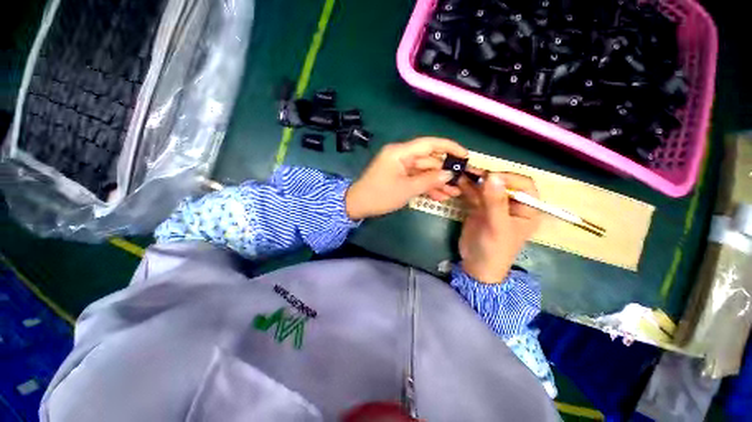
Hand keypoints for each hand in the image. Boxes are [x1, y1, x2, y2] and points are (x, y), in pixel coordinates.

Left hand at [345, 137, 467, 219]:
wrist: (357, 205)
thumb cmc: (380, 195)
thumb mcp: (406, 189)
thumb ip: (429, 180)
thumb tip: (448, 174)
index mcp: (400, 152)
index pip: (429, 144)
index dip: (449, 147)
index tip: (465, 155)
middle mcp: (401, 156)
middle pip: (428, 160)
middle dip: (444, 172)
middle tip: (461, 181)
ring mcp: (400, 167)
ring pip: (424, 171)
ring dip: (437, 182)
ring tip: (454, 192)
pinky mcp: (399, 176)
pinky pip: (416, 178)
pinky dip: (427, 186)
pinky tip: (440, 196)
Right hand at [457, 172, 540, 283]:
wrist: (476, 265)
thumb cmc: (495, 249)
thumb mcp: (497, 226)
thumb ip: (495, 202)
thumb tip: (492, 175)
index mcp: (527, 208)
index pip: (523, 185)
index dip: (508, 178)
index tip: (489, 176)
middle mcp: (511, 204)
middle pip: (501, 183)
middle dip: (486, 177)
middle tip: (470, 172)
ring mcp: (493, 205)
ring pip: (485, 187)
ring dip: (473, 181)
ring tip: (460, 174)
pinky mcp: (478, 208)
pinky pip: (473, 194)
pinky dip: (466, 188)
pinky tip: (457, 182)